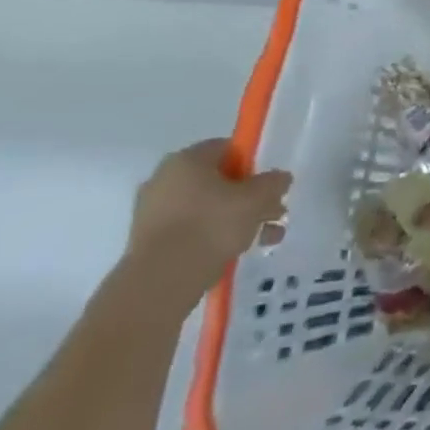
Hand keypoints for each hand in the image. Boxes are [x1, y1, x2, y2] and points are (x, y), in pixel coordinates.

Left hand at [125, 139, 290, 305]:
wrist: (161, 280)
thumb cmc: (212, 226)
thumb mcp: (257, 199)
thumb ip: (274, 182)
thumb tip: (279, 178)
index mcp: (187, 160)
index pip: (228, 148)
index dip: (254, 164)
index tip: (269, 185)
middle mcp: (164, 179)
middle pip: (219, 180)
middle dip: (250, 197)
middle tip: (274, 214)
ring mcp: (153, 211)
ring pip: (207, 207)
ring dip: (238, 219)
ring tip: (265, 239)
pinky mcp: (150, 239)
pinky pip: (191, 228)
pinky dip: (214, 236)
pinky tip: (238, 252)